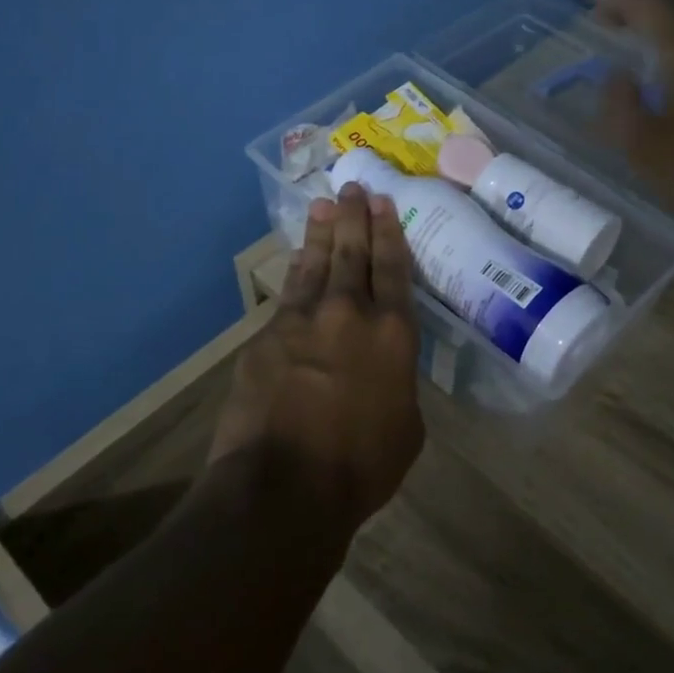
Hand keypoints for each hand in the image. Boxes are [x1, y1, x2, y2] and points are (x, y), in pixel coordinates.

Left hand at [207, 185, 425, 530]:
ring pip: (317, 263)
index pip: (394, 270)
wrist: (284, 485)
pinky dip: (296, 271)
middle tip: (355, 187)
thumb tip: (385, 370)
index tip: (384, 204)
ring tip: (326, 205)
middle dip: (356, 217)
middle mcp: (351, 314)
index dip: (390, 233)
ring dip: (323, 232)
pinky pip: (288, 293)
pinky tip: (298, 259)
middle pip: (354, 253)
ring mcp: (304, 320)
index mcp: (394, 335)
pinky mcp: (266, 335)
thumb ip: (398, 384)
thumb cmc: (360, 467)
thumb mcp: (406, 427)